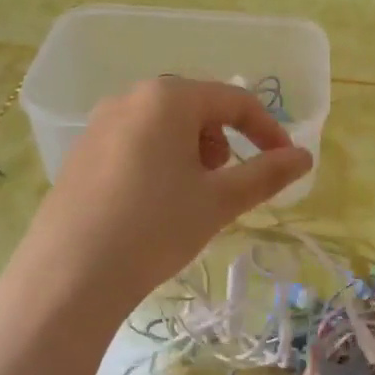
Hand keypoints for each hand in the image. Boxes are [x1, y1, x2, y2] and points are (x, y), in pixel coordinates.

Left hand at [16, 78, 312, 308]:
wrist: (70, 276)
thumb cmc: (156, 227)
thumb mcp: (220, 201)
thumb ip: (267, 173)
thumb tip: (304, 157)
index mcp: (168, 98)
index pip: (234, 101)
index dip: (267, 130)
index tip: (285, 162)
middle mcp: (130, 98)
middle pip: (196, 109)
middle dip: (223, 141)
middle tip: (227, 183)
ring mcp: (99, 124)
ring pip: (163, 127)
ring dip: (191, 152)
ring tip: (191, 196)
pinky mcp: (80, 153)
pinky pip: (134, 143)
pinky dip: (158, 162)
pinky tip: (153, 204)